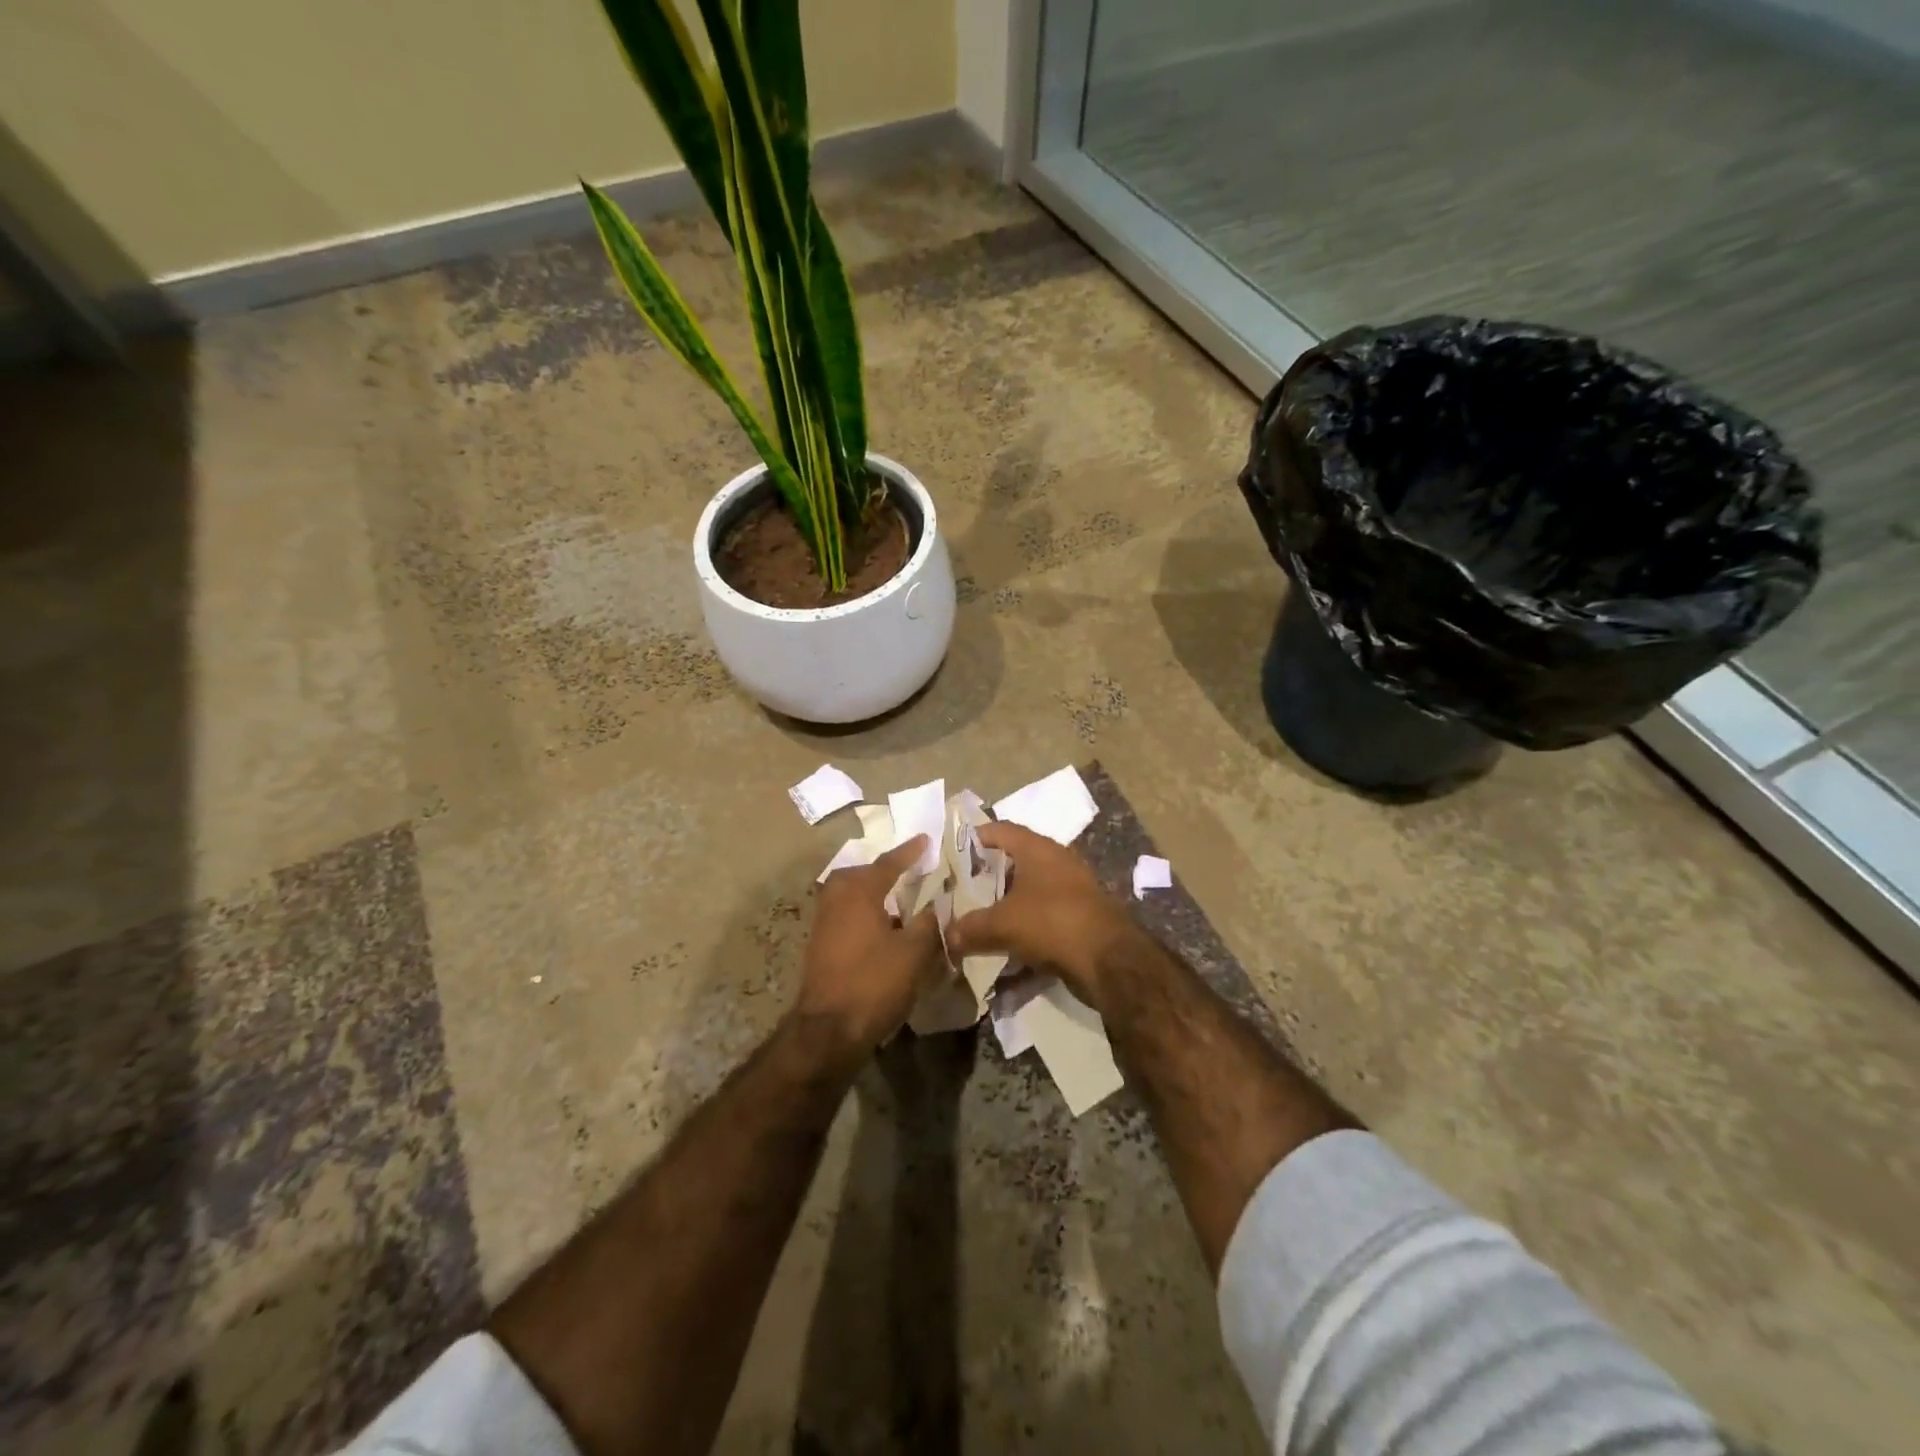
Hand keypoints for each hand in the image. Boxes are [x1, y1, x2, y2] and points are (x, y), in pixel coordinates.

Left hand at [795, 836, 945, 1053]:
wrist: (828, 1030)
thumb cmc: (874, 983)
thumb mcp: (914, 953)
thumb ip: (928, 924)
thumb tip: (935, 907)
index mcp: (859, 892)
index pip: (888, 863)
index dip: (909, 852)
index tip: (925, 840)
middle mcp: (836, 899)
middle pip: (860, 875)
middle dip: (883, 871)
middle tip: (906, 871)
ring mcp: (823, 923)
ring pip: (850, 895)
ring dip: (873, 894)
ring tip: (898, 902)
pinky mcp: (820, 945)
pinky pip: (846, 915)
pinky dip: (865, 914)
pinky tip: (883, 930)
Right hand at [944, 823, 1142, 1007]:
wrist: (1108, 959)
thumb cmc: (1051, 922)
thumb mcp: (1002, 924)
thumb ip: (970, 928)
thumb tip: (947, 937)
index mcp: (1037, 848)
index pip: (1000, 830)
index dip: (975, 837)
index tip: (953, 851)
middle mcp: (1056, 861)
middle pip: (1015, 861)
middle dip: (988, 876)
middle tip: (961, 890)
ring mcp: (1072, 888)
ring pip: (1029, 890)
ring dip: (1007, 903)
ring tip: (980, 917)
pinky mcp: (1080, 915)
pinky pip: (1043, 914)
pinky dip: (1025, 924)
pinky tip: (1007, 942)